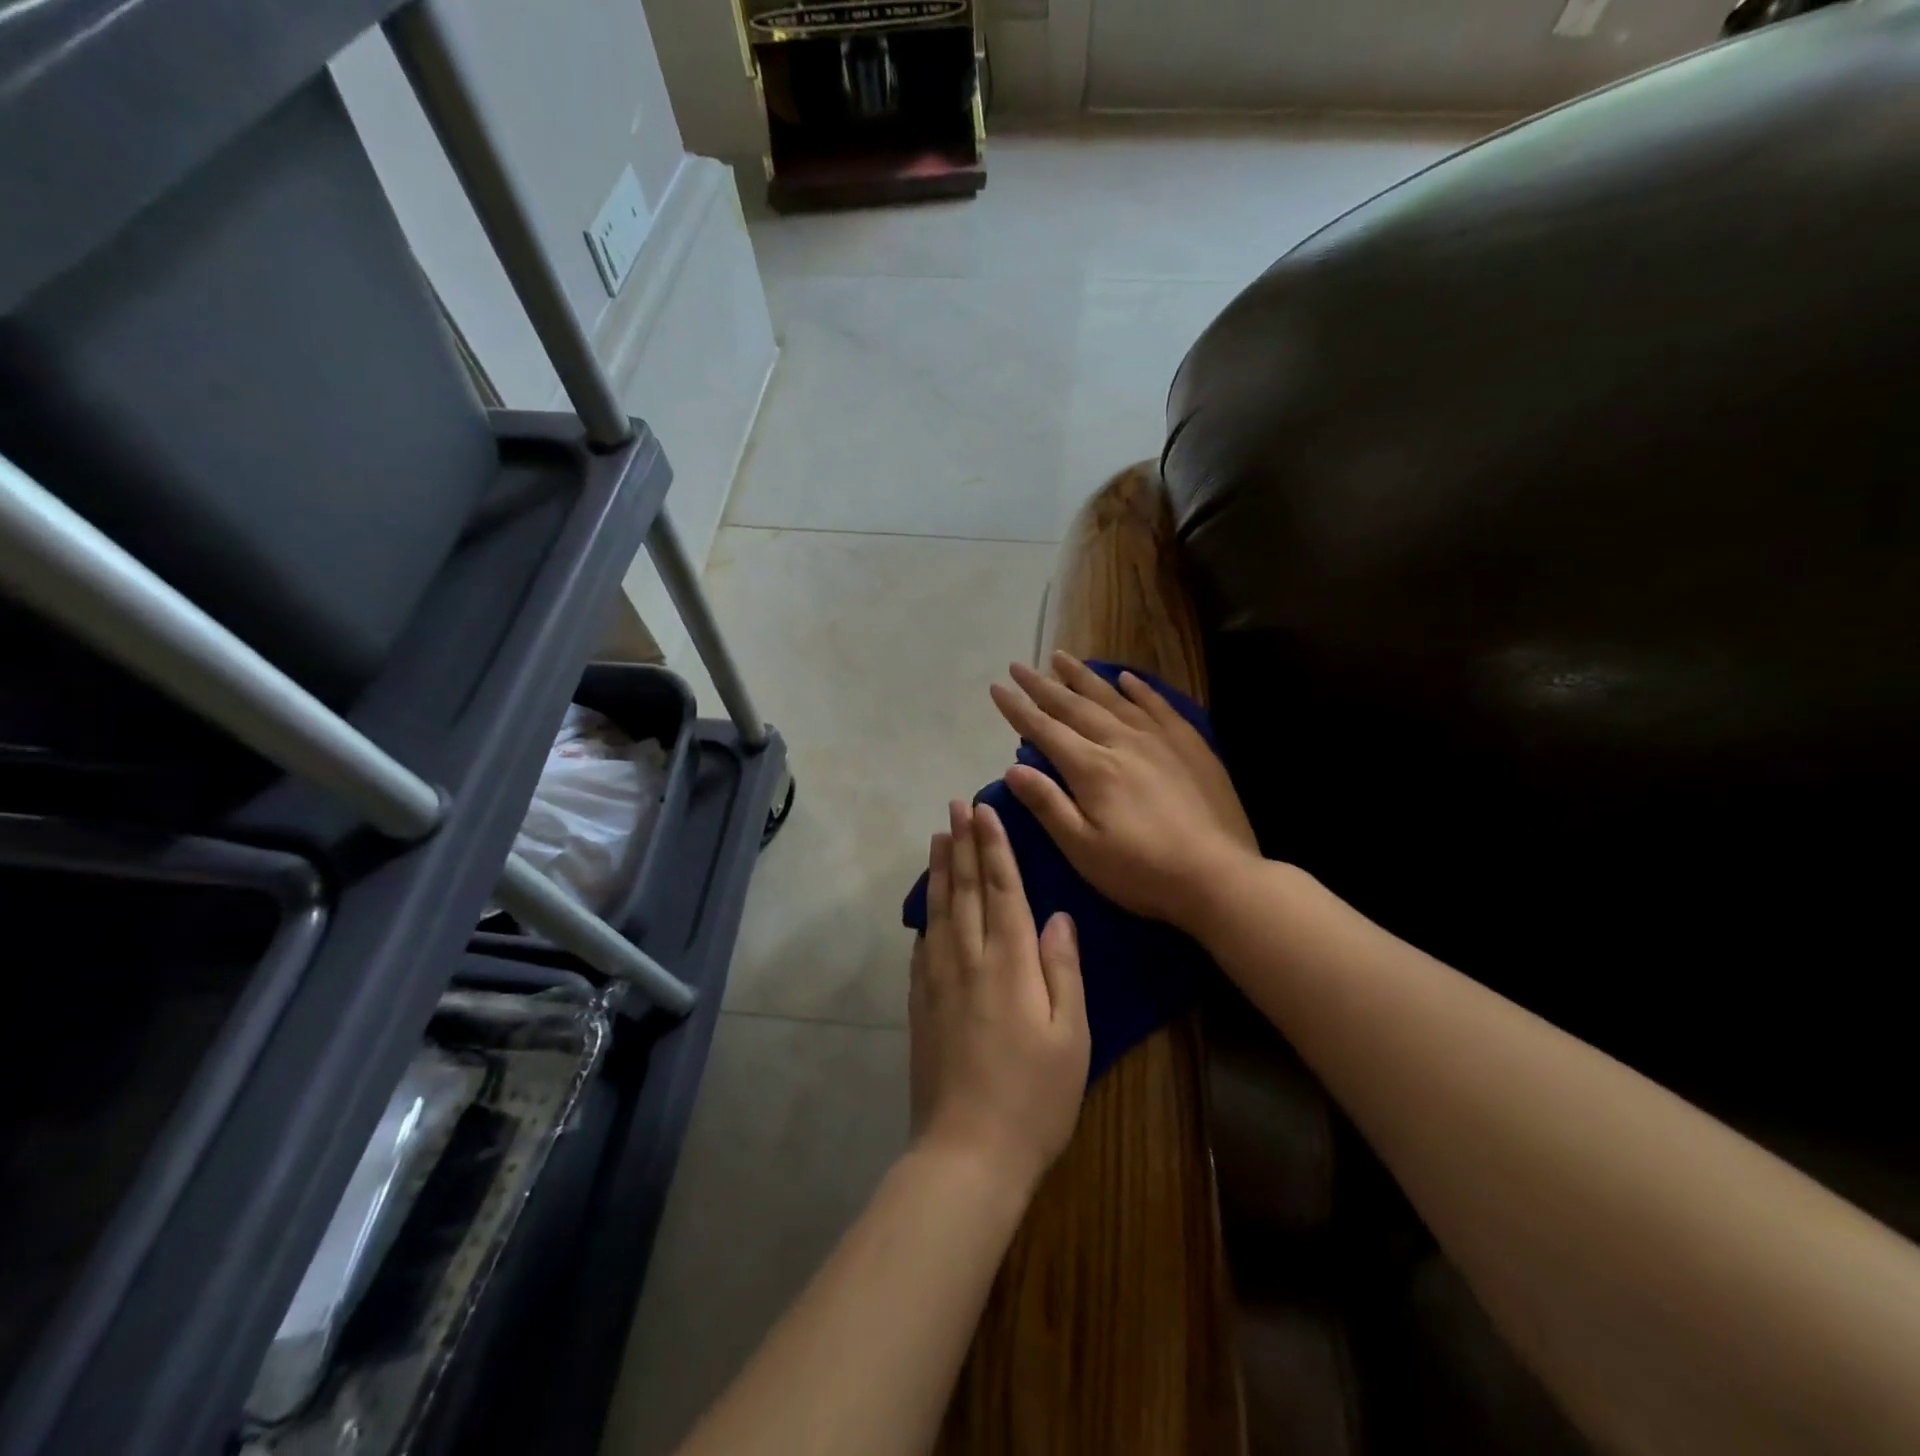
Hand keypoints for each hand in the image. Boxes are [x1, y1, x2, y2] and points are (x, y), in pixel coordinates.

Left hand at [909, 800, 1089, 1199]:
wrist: (967, 1151)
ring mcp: (938, 980)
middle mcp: (968, 959)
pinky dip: (926, 913)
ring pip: (939, 910)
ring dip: (940, 869)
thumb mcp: (1071, 1036)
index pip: (1002, 889)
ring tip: (938, 837)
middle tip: (955, 806)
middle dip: (963, 843)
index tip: (985, 810)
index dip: (994, 847)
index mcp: (1009, 962)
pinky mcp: (920, 1002)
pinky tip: (927, 903)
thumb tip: (1059, 916)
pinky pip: (922, 943)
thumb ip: (1062, 970)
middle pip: (966, 889)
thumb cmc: (1035, 1096)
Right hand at [988, 652, 1259, 935]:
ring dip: (1083, 677)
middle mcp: (1122, 742)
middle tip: (1020, 665)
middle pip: (1074, 706)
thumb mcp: (1083, 850)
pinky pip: (1157, 705)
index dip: (1018, 709)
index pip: (1045, 730)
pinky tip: (1125, 678)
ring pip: (1113, 697)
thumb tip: (1013, 768)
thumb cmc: (1142, 872)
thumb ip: (1048, 805)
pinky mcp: (1189, 744)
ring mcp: (1159, 739)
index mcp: (1092, 768)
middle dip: (1043, 685)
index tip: (997, 687)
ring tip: (1061, 657)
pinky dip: (1138, 688)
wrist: (1218, 876)